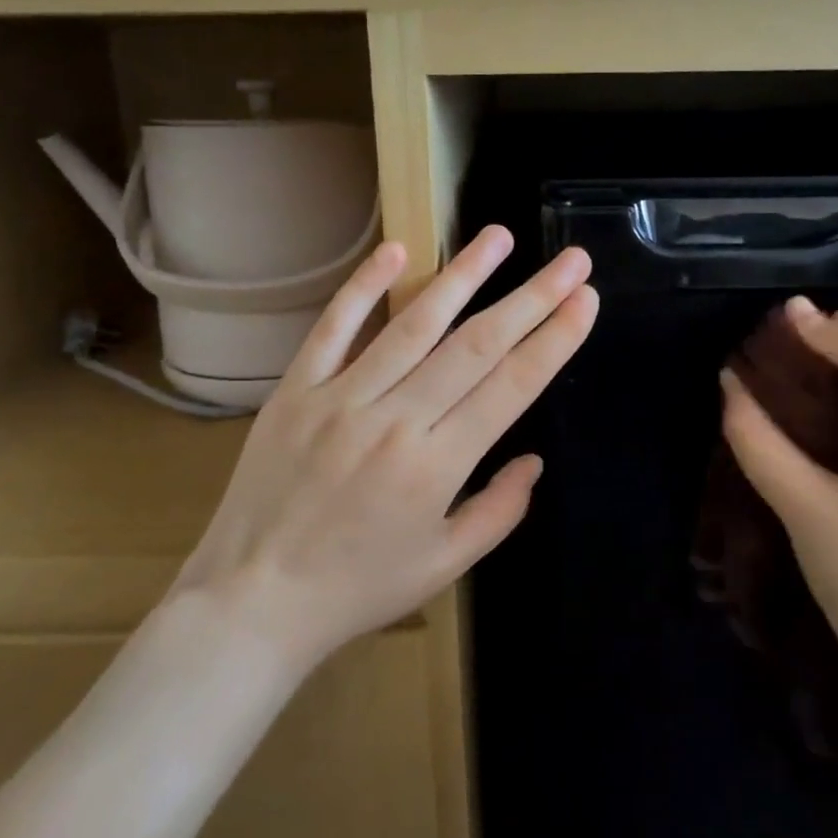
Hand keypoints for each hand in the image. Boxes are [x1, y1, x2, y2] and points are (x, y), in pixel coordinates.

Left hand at [173, 226, 596, 670]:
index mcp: (437, 466)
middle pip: (476, 345)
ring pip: (413, 324)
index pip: (510, 386)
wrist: (252, 601)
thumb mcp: (443, 566)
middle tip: (570, 260)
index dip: (553, 339)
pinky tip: (397, 251)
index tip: (585, 301)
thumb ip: (498, 511)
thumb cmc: (357, 590)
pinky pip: (333, 328)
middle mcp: (395, 420)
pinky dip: (364, 287)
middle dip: (532, 298)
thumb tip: (534, 461)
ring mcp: (341, 398)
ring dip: (462, 275)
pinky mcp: (297, 390)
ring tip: (499, 236)